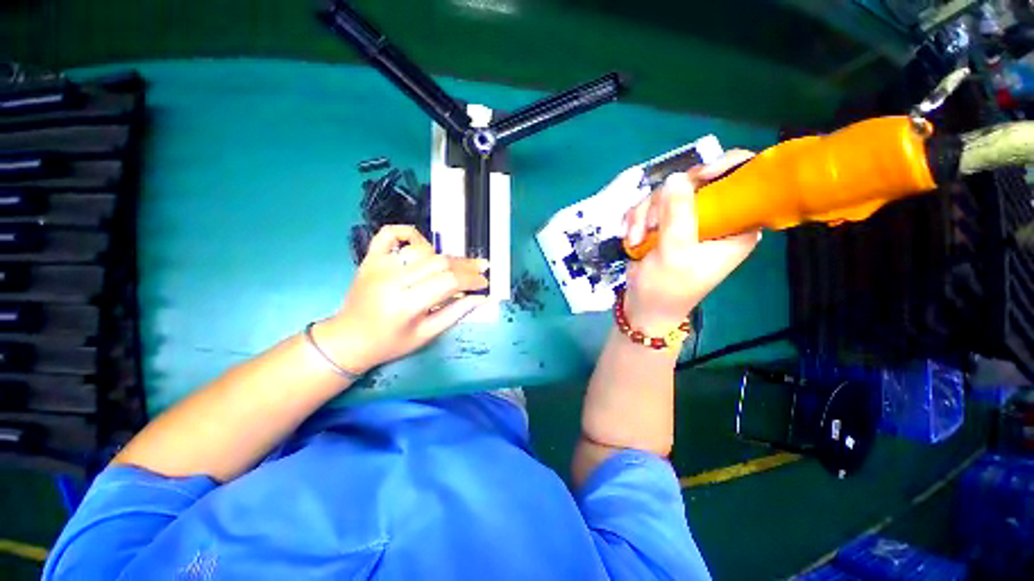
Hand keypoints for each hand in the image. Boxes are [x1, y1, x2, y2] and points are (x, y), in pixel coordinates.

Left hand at [315, 225, 488, 373]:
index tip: (485, 283)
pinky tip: (423, 244)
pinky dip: (409, 233)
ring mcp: (379, 265)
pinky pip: (390, 234)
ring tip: (457, 266)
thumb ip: (455, 313)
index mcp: (406, 304)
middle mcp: (392, 280)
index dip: (471, 280)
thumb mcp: (426, 335)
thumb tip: (481, 297)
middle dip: (466, 265)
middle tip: (481, 270)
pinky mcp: (371, 258)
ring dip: (445, 256)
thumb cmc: (389, 343)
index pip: (449, 282)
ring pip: (423, 249)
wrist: (348, 339)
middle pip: (440, 262)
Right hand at [623, 150, 760, 330]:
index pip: (744, 181)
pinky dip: (636, 220)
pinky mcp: (664, 223)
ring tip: (637, 239)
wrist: (643, 305)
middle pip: (694, 182)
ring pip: (665, 194)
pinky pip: (648, 206)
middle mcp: (714, 218)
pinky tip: (633, 239)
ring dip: (644, 216)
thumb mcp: (675, 252)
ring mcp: (686, 219)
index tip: (697, 177)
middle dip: (664, 202)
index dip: (724, 168)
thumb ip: (678, 214)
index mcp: (736, 226)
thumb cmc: (667, 287)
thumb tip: (676, 177)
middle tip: (652, 224)